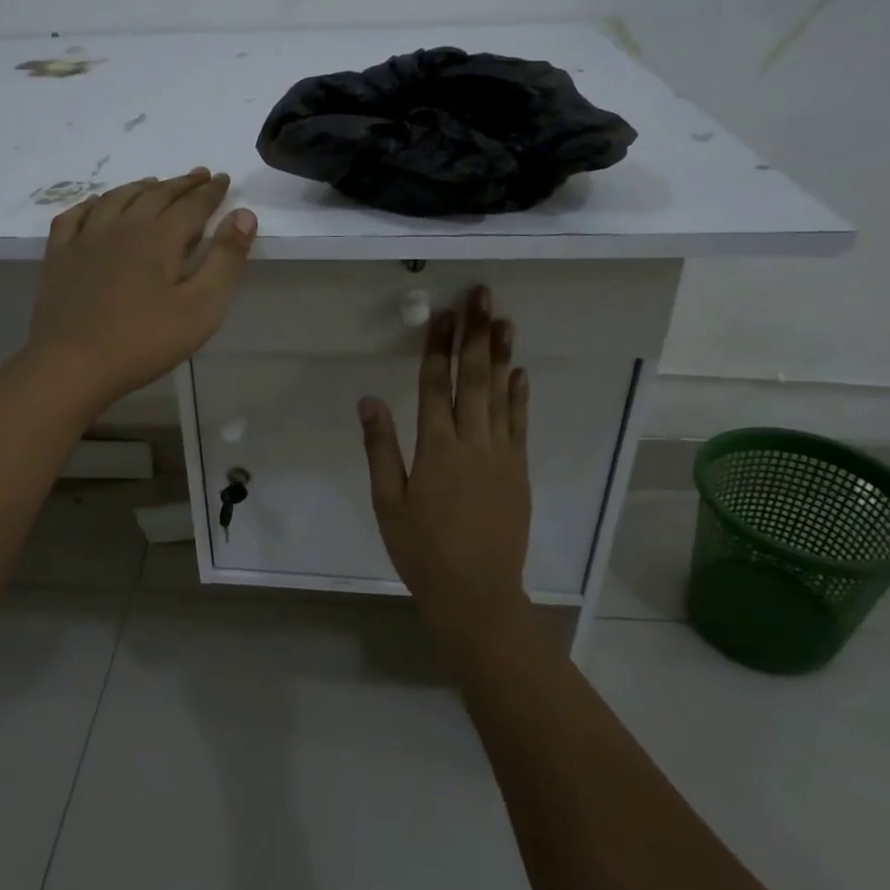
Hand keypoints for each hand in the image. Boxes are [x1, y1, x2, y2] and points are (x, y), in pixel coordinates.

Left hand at [26, 167, 256, 411]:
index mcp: (159, 237)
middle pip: (156, 194)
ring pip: (117, 198)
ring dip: (141, 187)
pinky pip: (75, 216)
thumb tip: (244, 215)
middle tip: (199, 176)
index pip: (192, 204)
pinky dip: (92, 204)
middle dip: (181, 184)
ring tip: (154, 183)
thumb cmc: (144, 341)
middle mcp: (122, 226)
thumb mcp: (201, 308)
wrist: (72, 365)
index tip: (222, 179)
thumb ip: (225, 259)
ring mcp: (85, 239)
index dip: (211, 191)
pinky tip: (97, 205)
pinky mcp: (59, 256)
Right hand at [359, 287, 531, 637]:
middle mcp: (472, 441)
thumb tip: (369, 400)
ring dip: (502, 354)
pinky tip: (520, 372)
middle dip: (477, 334)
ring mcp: (501, 454)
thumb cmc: (422, 549)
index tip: (443, 313)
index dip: (438, 346)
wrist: (476, 593)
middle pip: (475, 378)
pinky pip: (520, 424)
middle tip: (483, 296)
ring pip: (501, 394)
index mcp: (436, 447)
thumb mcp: (388, 502)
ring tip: (504, 319)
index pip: (436, 384)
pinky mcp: (519, 470)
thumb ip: (380, 448)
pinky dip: (520, 396)